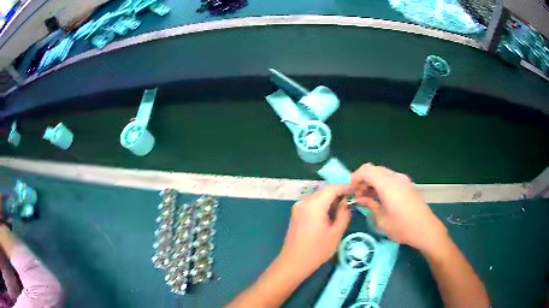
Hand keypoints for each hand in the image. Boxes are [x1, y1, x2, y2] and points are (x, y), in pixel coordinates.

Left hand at [279, 184, 351, 277]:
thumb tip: (347, 202)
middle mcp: (304, 201)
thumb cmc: (317, 250)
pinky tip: (331, 214)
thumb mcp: (336, 233)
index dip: (346, 187)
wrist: (293, 262)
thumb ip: (344, 214)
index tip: (357, 190)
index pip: (333, 187)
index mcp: (314, 204)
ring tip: (345, 207)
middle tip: (353, 200)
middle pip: (325, 191)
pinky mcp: (297, 214)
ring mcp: (298, 207)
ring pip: (318, 197)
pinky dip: (323, 205)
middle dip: (339, 193)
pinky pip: (312, 203)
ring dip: (331, 199)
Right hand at [350, 163, 447, 252]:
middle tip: (357, 195)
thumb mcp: (382, 220)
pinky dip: (381, 184)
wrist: (426, 229)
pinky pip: (390, 178)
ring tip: (367, 198)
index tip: (350, 191)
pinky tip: (379, 198)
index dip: (355, 177)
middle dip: (362, 180)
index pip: (366, 170)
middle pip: (374, 169)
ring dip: (372, 182)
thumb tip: (360, 198)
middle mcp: (395, 177)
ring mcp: (403, 180)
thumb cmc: (402, 227)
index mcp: (387, 184)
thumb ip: (370, 205)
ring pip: (382, 173)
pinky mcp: (407, 185)